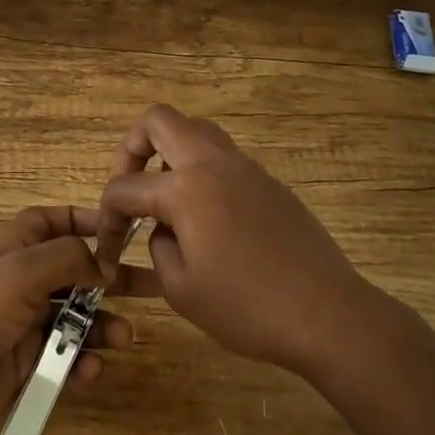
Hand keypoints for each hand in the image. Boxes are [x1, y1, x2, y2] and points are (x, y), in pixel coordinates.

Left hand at [0, 206, 158, 434]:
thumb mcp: (19, 274)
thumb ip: (67, 259)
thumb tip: (103, 263)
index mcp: (13, 250)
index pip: (52, 222)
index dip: (85, 221)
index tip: (124, 232)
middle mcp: (19, 284)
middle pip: (74, 271)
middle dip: (111, 278)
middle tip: (155, 288)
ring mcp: (21, 329)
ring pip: (74, 319)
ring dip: (101, 325)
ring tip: (125, 339)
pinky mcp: (22, 370)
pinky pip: (62, 360)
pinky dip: (80, 363)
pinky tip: (90, 372)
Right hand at [99, 104, 370, 377]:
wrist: (328, 315)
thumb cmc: (248, 308)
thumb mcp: (181, 290)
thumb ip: (158, 248)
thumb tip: (164, 230)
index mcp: (186, 188)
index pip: (125, 187)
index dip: (106, 216)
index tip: (108, 249)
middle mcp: (213, 163)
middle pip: (158, 120)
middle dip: (131, 148)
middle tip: (130, 186)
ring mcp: (245, 167)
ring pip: (195, 130)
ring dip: (169, 153)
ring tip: (166, 198)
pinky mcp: (268, 182)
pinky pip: (223, 157)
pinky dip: (201, 172)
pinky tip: (207, 217)